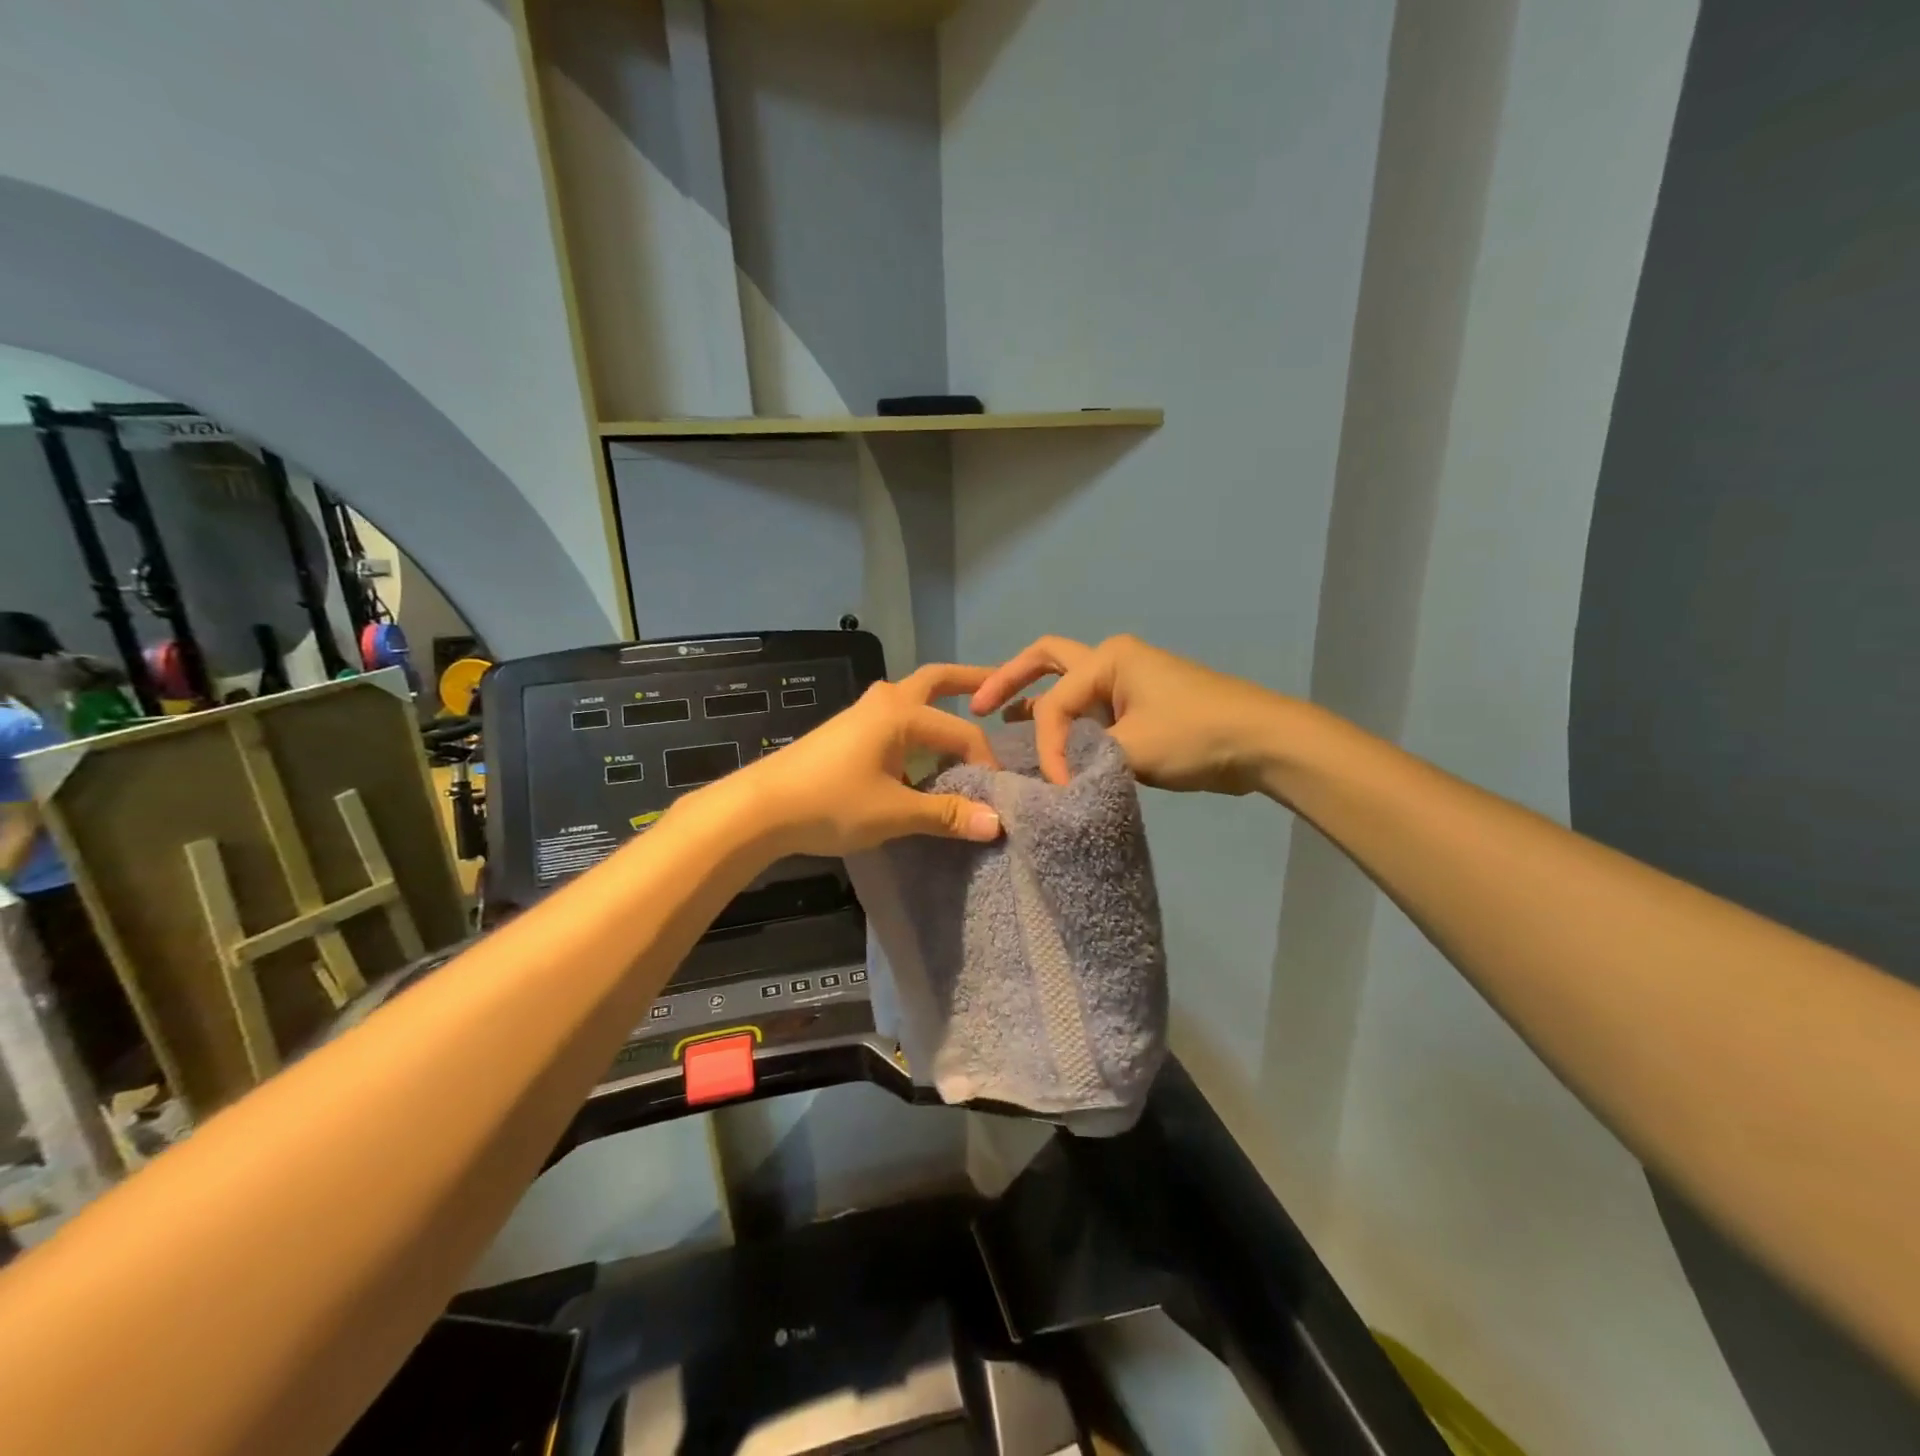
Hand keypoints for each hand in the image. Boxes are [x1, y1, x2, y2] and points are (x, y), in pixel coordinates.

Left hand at [717, 664, 1005, 856]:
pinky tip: (921, 755)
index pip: (962, 733)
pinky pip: (896, 718)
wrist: (761, 808)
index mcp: (902, 713)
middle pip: (936, 680)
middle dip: (970, 681)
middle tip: (1001, 686)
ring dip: (940, 703)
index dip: (986, 762)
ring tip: (967, 719)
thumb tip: (996, 824)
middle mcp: (885, 701)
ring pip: (912, 697)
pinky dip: (918, 725)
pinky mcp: (848, 730)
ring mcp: (862, 713)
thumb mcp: (895, 812)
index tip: (997, 795)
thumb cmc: (831, 803)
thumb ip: (947, 814)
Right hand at [970, 635, 1289, 792]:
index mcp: (1107, 659)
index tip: (1053, 782)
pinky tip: (1048, 743)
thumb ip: (1084, 757)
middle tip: (976, 706)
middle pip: (1046, 661)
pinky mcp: (1138, 707)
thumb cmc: (1196, 734)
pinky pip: (1088, 709)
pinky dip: (1064, 722)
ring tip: (1001, 723)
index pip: (1055, 702)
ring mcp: (1126, 683)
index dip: (1045, 743)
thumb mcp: (1132, 748)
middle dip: (1008, 679)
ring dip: (1035, 700)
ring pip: (1066, 686)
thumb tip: (1053, 775)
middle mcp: (1111, 661)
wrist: (1262, 742)